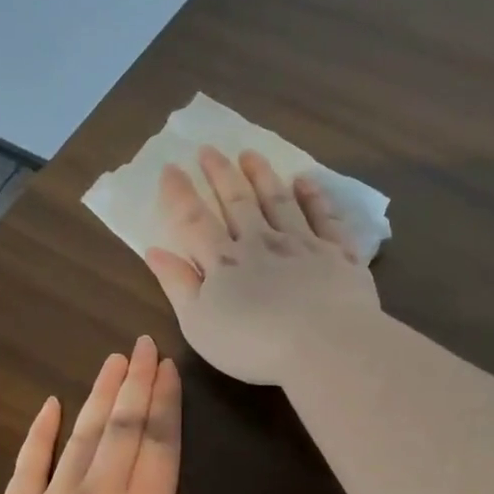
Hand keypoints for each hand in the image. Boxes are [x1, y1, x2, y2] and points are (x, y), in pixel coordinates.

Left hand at [0, 336, 309, 493]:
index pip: (160, 440)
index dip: (166, 400)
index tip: (168, 364)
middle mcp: (99, 493)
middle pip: (122, 426)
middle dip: (136, 383)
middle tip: (142, 343)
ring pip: (81, 435)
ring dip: (99, 395)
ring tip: (112, 360)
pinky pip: (28, 464)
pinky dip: (39, 432)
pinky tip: (50, 404)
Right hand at [144, 148, 380, 385]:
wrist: (324, 345)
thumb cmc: (253, 344)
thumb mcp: (199, 324)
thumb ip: (178, 285)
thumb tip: (155, 250)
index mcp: (224, 262)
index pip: (195, 221)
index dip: (180, 194)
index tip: (171, 168)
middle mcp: (261, 243)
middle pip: (237, 202)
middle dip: (221, 174)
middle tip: (209, 149)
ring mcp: (302, 244)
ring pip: (278, 201)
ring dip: (262, 176)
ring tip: (250, 154)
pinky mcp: (338, 253)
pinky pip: (324, 217)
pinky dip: (314, 197)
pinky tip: (305, 181)